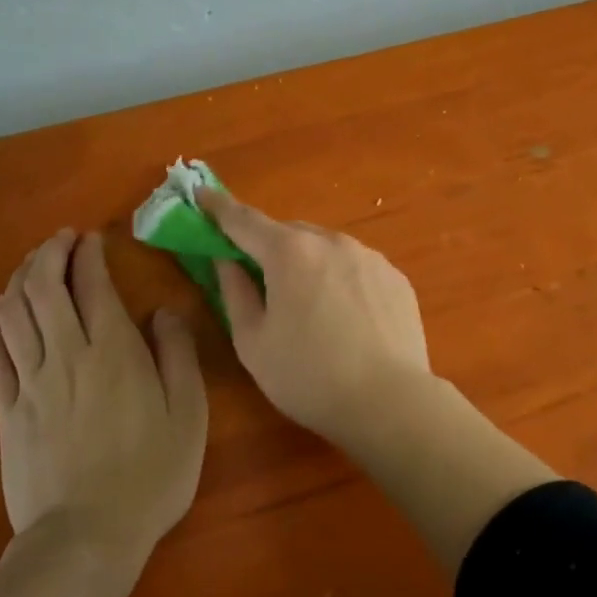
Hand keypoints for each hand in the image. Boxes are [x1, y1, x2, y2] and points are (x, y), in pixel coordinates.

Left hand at [0, 229, 208, 550]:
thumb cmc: (151, 473)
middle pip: (43, 288)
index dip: (88, 254)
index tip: (92, 238)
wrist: (87, 536)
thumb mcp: (188, 413)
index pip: (92, 284)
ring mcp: (29, 383)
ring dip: (20, 279)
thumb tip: (163, 311)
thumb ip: (178, 354)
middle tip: (60, 239)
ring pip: (13, 314)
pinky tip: (3, 313)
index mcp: (113, 351)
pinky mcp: (6, 411)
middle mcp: (66, 355)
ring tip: (33, 264)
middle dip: (49, 254)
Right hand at [198, 190, 432, 441]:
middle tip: (257, 275)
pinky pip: (356, 266)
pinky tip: (344, 315)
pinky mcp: (396, 277)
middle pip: (289, 233)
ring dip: (307, 262)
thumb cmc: (308, 377)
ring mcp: (370, 257)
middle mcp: (332, 242)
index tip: (201, 194)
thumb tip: (226, 260)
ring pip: (326, 247)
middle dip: (268, 246)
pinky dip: (340, 277)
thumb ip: (234, 292)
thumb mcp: (253, 342)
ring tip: (307, 304)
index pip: (244, 220)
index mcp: (290, 253)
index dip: (218, 207)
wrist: (390, 401)